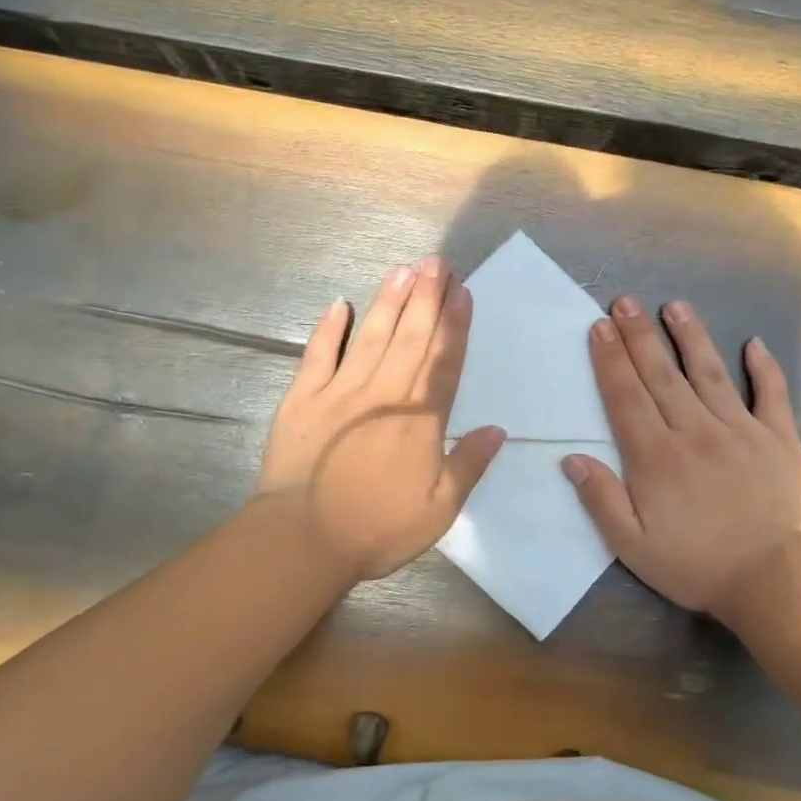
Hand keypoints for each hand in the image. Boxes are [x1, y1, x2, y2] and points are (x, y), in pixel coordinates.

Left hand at [258, 257, 504, 583]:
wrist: (304, 539)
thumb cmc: (378, 529)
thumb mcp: (439, 509)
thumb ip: (469, 466)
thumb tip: (497, 430)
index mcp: (421, 420)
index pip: (444, 362)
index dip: (455, 325)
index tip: (463, 293)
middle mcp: (385, 394)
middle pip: (412, 337)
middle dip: (427, 297)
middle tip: (438, 262)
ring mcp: (341, 391)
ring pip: (372, 336)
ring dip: (390, 301)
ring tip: (404, 270)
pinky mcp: (303, 397)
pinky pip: (319, 354)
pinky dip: (330, 328)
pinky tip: (341, 304)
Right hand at [563, 297, 800, 614]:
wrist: (775, 580)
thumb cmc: (695, 564)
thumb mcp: (632, 546)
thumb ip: (601, 500)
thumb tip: (572, 459)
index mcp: (656, 457)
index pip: (626, 398)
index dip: (610, 360)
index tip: (600, 327)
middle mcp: (694, 432)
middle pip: (661, 375)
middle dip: (640, 336)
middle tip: (626, 302)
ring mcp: (740, 431)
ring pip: (709, 374)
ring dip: (690, 338)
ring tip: (675, 306)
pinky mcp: (779, 439)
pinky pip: (771, 395)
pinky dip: (764, 368)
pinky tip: (753, 344)